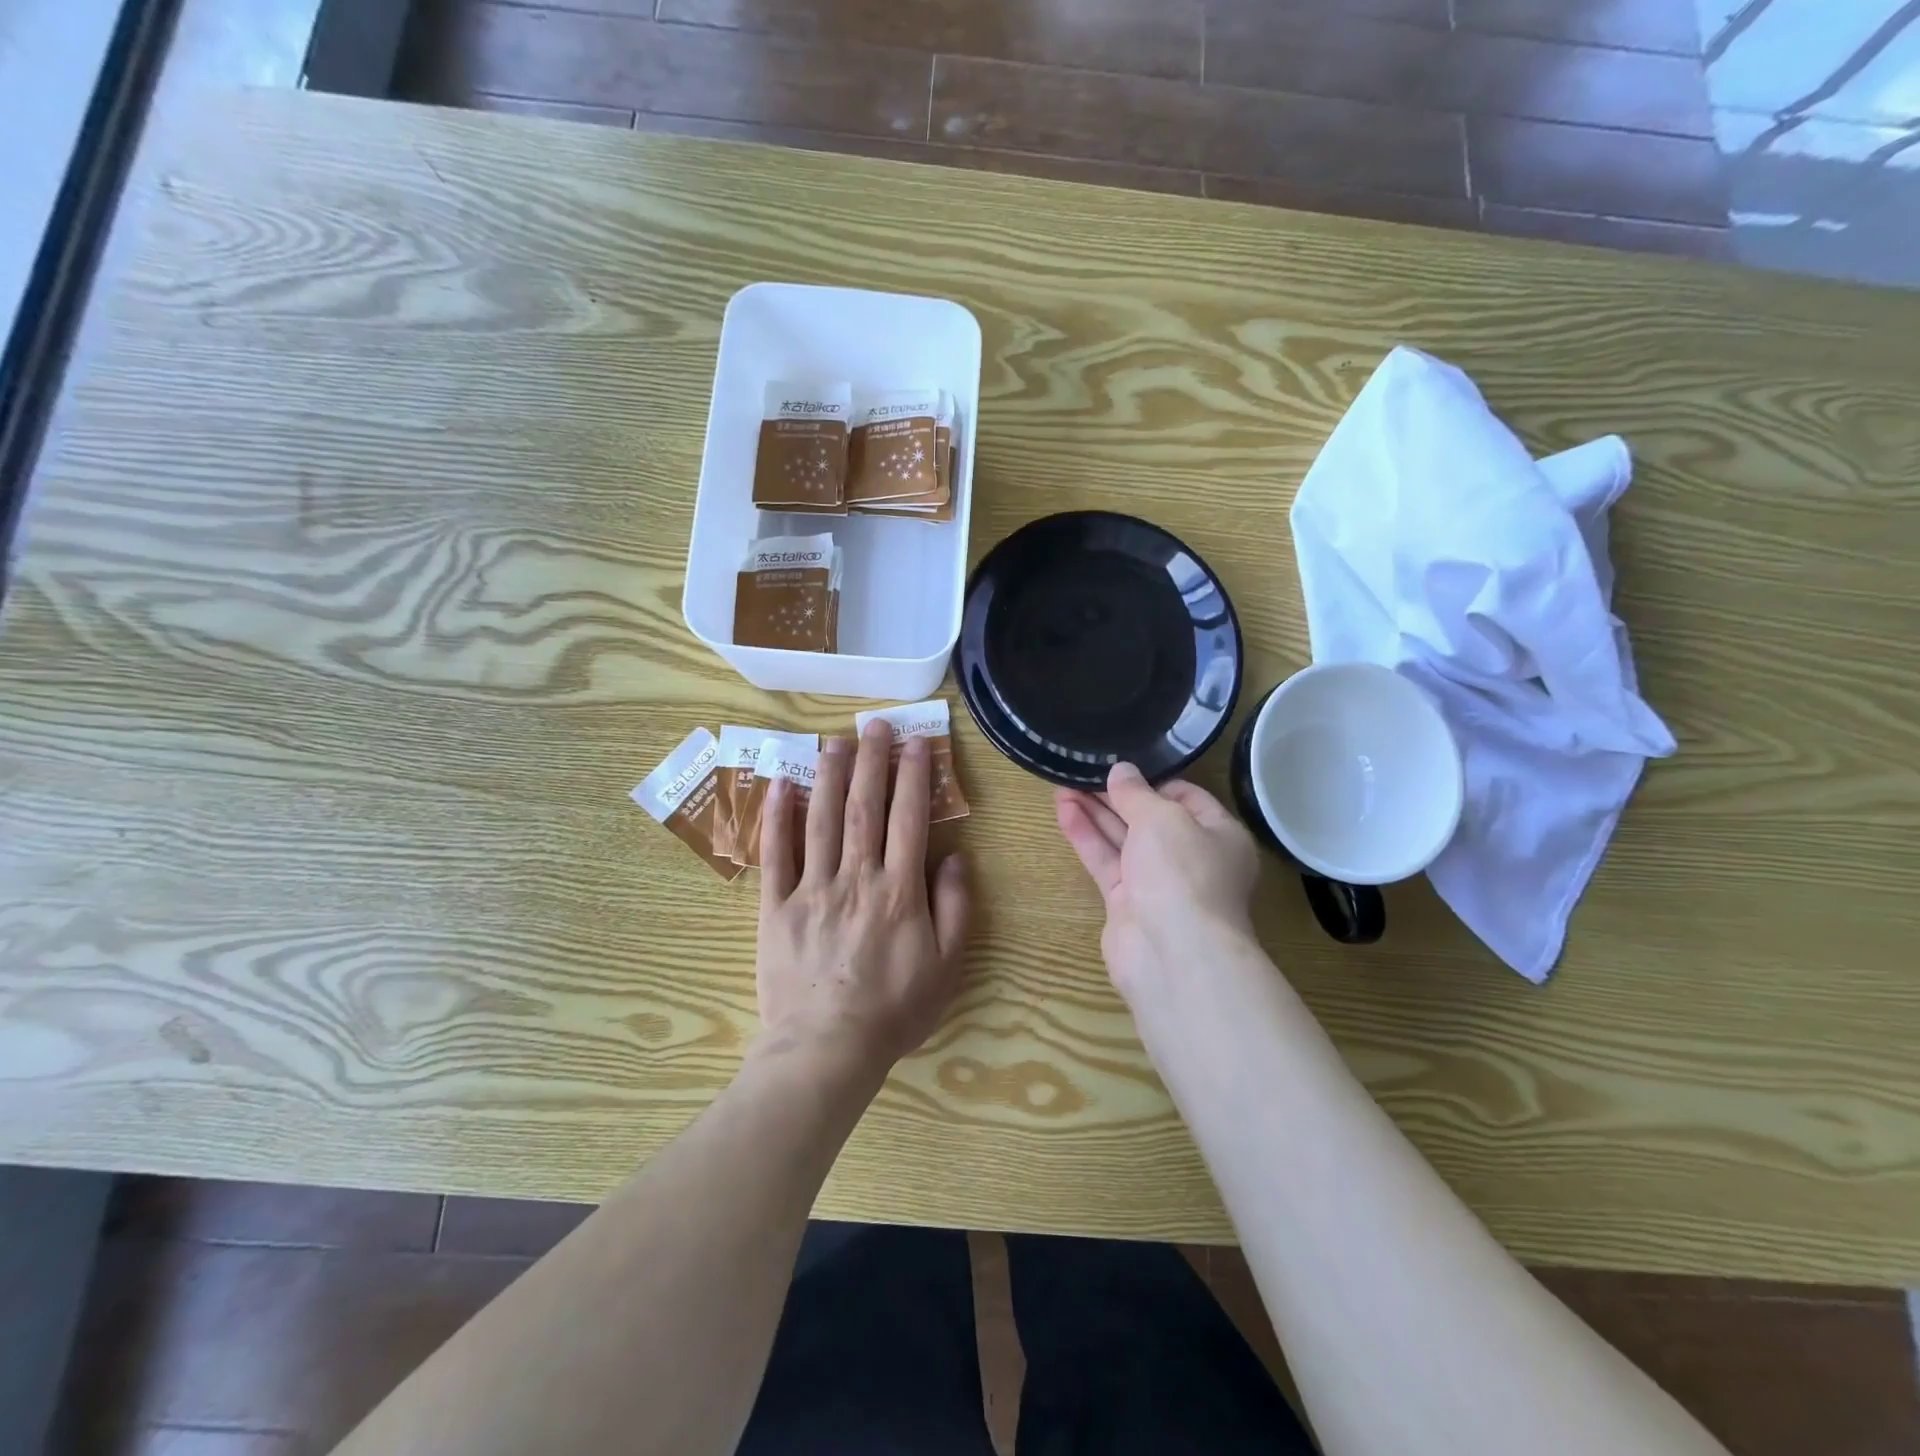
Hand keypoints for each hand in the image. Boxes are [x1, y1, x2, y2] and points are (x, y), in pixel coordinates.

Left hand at [754, 720, 971, 1076]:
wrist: (827, 1049)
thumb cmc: (895, 1009)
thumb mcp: (947, 965)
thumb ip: (955, 906)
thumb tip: (954, 856)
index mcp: (899, 889)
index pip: (909, 818)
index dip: (913, 775)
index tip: (914, 742)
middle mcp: (856, 877)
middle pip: (864, 807)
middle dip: (871, 761)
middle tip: (873, 724)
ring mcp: (812, 888)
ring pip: (820, 819)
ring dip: (828, 775)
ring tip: (834, 740)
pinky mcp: (776, 906)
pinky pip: (775, 855)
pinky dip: (776, 819)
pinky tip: (780, 787)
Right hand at [1055, 763, 1260, 1003]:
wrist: (1173, 953)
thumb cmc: (1183, 872)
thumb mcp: (1162, 817)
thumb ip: (1136, 792)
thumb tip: (1120, 770)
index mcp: (1219, 834)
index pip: (1186, 797)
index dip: (1153, 779)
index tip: (1121, 764)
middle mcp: (1191, 858)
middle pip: (1149, 817)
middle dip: (1116, 795)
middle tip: (1082, 769)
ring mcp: (1157, 882)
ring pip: (1122, 839)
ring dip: (1095, 811)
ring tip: (1062, 782)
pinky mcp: (1126, 902)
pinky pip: (1105, 861)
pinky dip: (1086, 836)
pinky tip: (1063, 810)